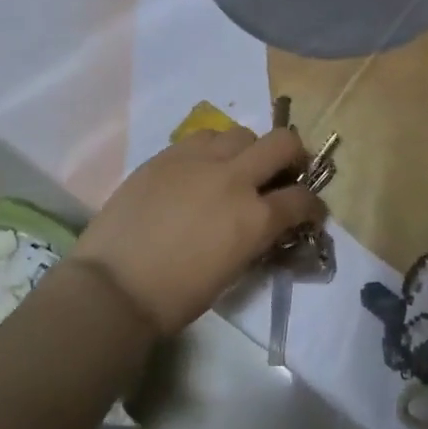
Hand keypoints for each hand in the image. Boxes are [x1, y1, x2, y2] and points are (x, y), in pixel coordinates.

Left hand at [72, 127, 324, 335]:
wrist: (114, 286)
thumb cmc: (177, 295)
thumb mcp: (233, 270)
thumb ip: (257, 238)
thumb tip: (266, 225)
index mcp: (255, 218)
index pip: (302, 199)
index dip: (313, 206)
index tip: (309, 213)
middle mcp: (234, 179)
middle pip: (283, 143)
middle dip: (294, 156)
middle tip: (284, 173)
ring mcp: (198, 161)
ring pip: (241, 133)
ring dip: (249, 150)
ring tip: (236, 170)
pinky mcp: (167, 155)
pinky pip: (202, 138)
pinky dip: (213, 150)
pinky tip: (201, 170)